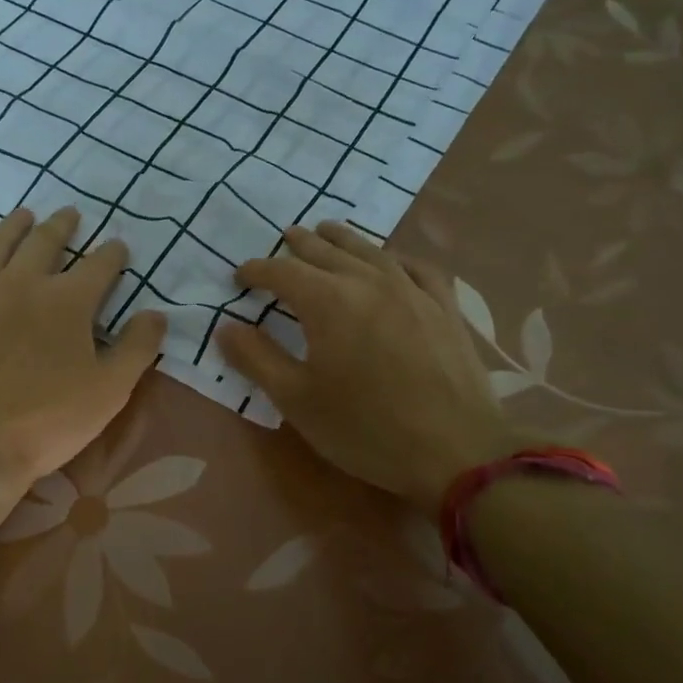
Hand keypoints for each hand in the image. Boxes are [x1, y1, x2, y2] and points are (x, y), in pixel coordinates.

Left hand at [0, 207, 166, 504]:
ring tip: (26, 215)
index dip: (113, 254)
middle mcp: (22, 282)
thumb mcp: (108, 391)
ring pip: (0, 244)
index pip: (98, 265)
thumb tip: (157, 313)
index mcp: (67, 300)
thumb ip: (137, 348)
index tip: (119, 247)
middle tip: (71, 214)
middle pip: (45, 241)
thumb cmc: (46, 421)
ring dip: (17, 226)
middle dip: (63, 226)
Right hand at [217, 223, 518, 515]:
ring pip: (370, 250)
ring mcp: (412, 289)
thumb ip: (256, 359)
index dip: (256, 271)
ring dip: (341, 239)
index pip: (282, 272)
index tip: (240, 278)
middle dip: (298, 246)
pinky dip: (394, 258)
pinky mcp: (444, 306)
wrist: (457, 451)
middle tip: (283, 242)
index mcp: (328, 301)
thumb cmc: (366, 428)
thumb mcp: (297, 400)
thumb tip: (225, 328)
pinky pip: (416, 267)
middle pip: (325, 251)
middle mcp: (368, 281)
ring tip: (326, 232)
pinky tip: (392, 262)